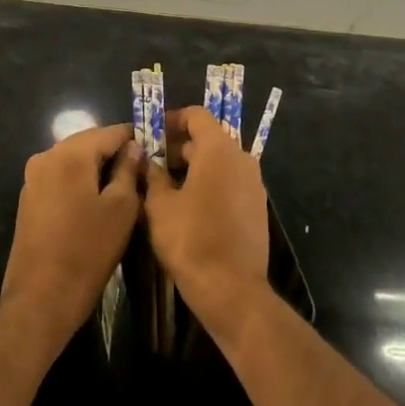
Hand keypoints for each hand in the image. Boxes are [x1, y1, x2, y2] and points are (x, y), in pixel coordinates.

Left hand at [0, 122, 141, 350]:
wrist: (41, 299)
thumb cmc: (88, 251)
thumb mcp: (121, 209)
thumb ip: (128, 171)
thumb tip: (134, 148)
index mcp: (70, 154)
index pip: (111, 131)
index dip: (136, 138)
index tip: (157, 150)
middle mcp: (46, 156)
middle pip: (89, 143)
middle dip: (115, 153)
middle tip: (142, 172)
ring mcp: (33, 177)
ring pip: (74, 161)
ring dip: (98, 169)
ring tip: (123, 189)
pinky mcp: (29, 198)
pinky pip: (61, 177)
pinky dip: (80, 182)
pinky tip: (96, 203)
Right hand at [145, 106, 272, 342]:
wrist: (232, 289)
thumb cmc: (191, 240)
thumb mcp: (160, 206)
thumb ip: (153, 176)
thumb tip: (147, 161)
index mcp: (219, 150)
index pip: (197, 115)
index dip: (172, 119)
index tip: (151, 134)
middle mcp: (242, 158)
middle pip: (208, 138)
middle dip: (179, 146)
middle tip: (152, 163)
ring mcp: (254, 183)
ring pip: (220, 162)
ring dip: (194, 166)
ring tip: (166, 186)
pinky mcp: (257, 206)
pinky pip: (230, 182)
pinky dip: (210, 183)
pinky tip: (188, 206)